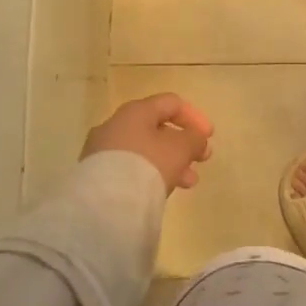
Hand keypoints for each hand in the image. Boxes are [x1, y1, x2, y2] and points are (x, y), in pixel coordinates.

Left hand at [81, 94, 213, 192]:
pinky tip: (162, 190)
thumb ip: (194, 138)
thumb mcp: (181, 148)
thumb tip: (195, 138)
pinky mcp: (96, 174)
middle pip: (157, 129)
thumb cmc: (149, 164)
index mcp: (136, 111)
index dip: (195, 116)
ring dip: (171, 162)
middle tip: (202, 160)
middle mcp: (115, 125)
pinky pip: (130, 167)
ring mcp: (102, 150)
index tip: (209, 136)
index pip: (171, 103)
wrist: (105, 202)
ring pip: (145, 151)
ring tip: (188, 183)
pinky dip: (151, 173)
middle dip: (184, 145)